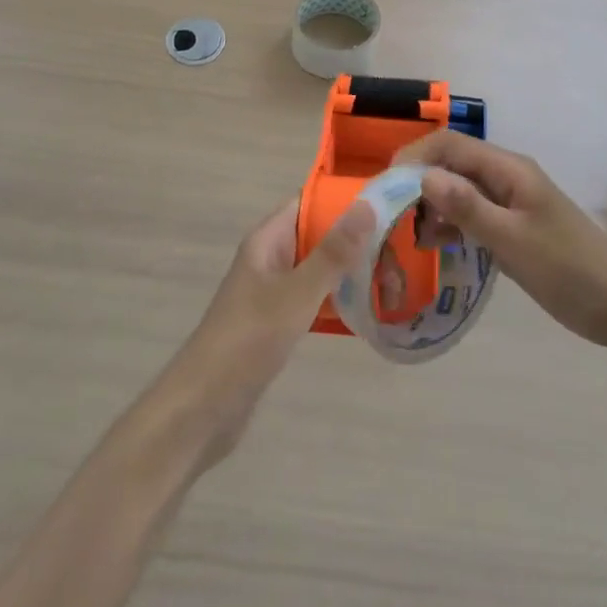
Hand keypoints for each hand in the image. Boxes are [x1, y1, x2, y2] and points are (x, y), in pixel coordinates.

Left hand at [168, 196, 374, 466]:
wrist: (204, 408)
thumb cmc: (249, 340)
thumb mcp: (297, 293)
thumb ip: (333, 252)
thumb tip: (367, 203)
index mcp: (267, 240)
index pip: (309, 202)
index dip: (344, 198)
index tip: (386, 201)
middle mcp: (270, 259)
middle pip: (317, 235)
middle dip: (355, 238)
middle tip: (402, 245)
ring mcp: (272, 292)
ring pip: (319, 269)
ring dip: (350, 271)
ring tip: (396, 276)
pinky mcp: (277, 324)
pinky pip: (315, 299)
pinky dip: (339, 300)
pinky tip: (370, 311)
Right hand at [401, 131, 606, 348]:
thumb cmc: (569, 270)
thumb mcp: (514, 241)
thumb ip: (468, 208)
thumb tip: (422, 176)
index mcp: (509, 169)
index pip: (449, 145)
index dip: (414, 157)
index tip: (385, 187)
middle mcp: (507, 176)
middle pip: (451, 163)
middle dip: (418, 182)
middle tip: (391, 216)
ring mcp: (511, 201)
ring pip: (459, 189)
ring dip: (432, 205)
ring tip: (410, 237)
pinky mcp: (514, 225)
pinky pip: (472, 213)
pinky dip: (450, 223)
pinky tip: (435, 246)